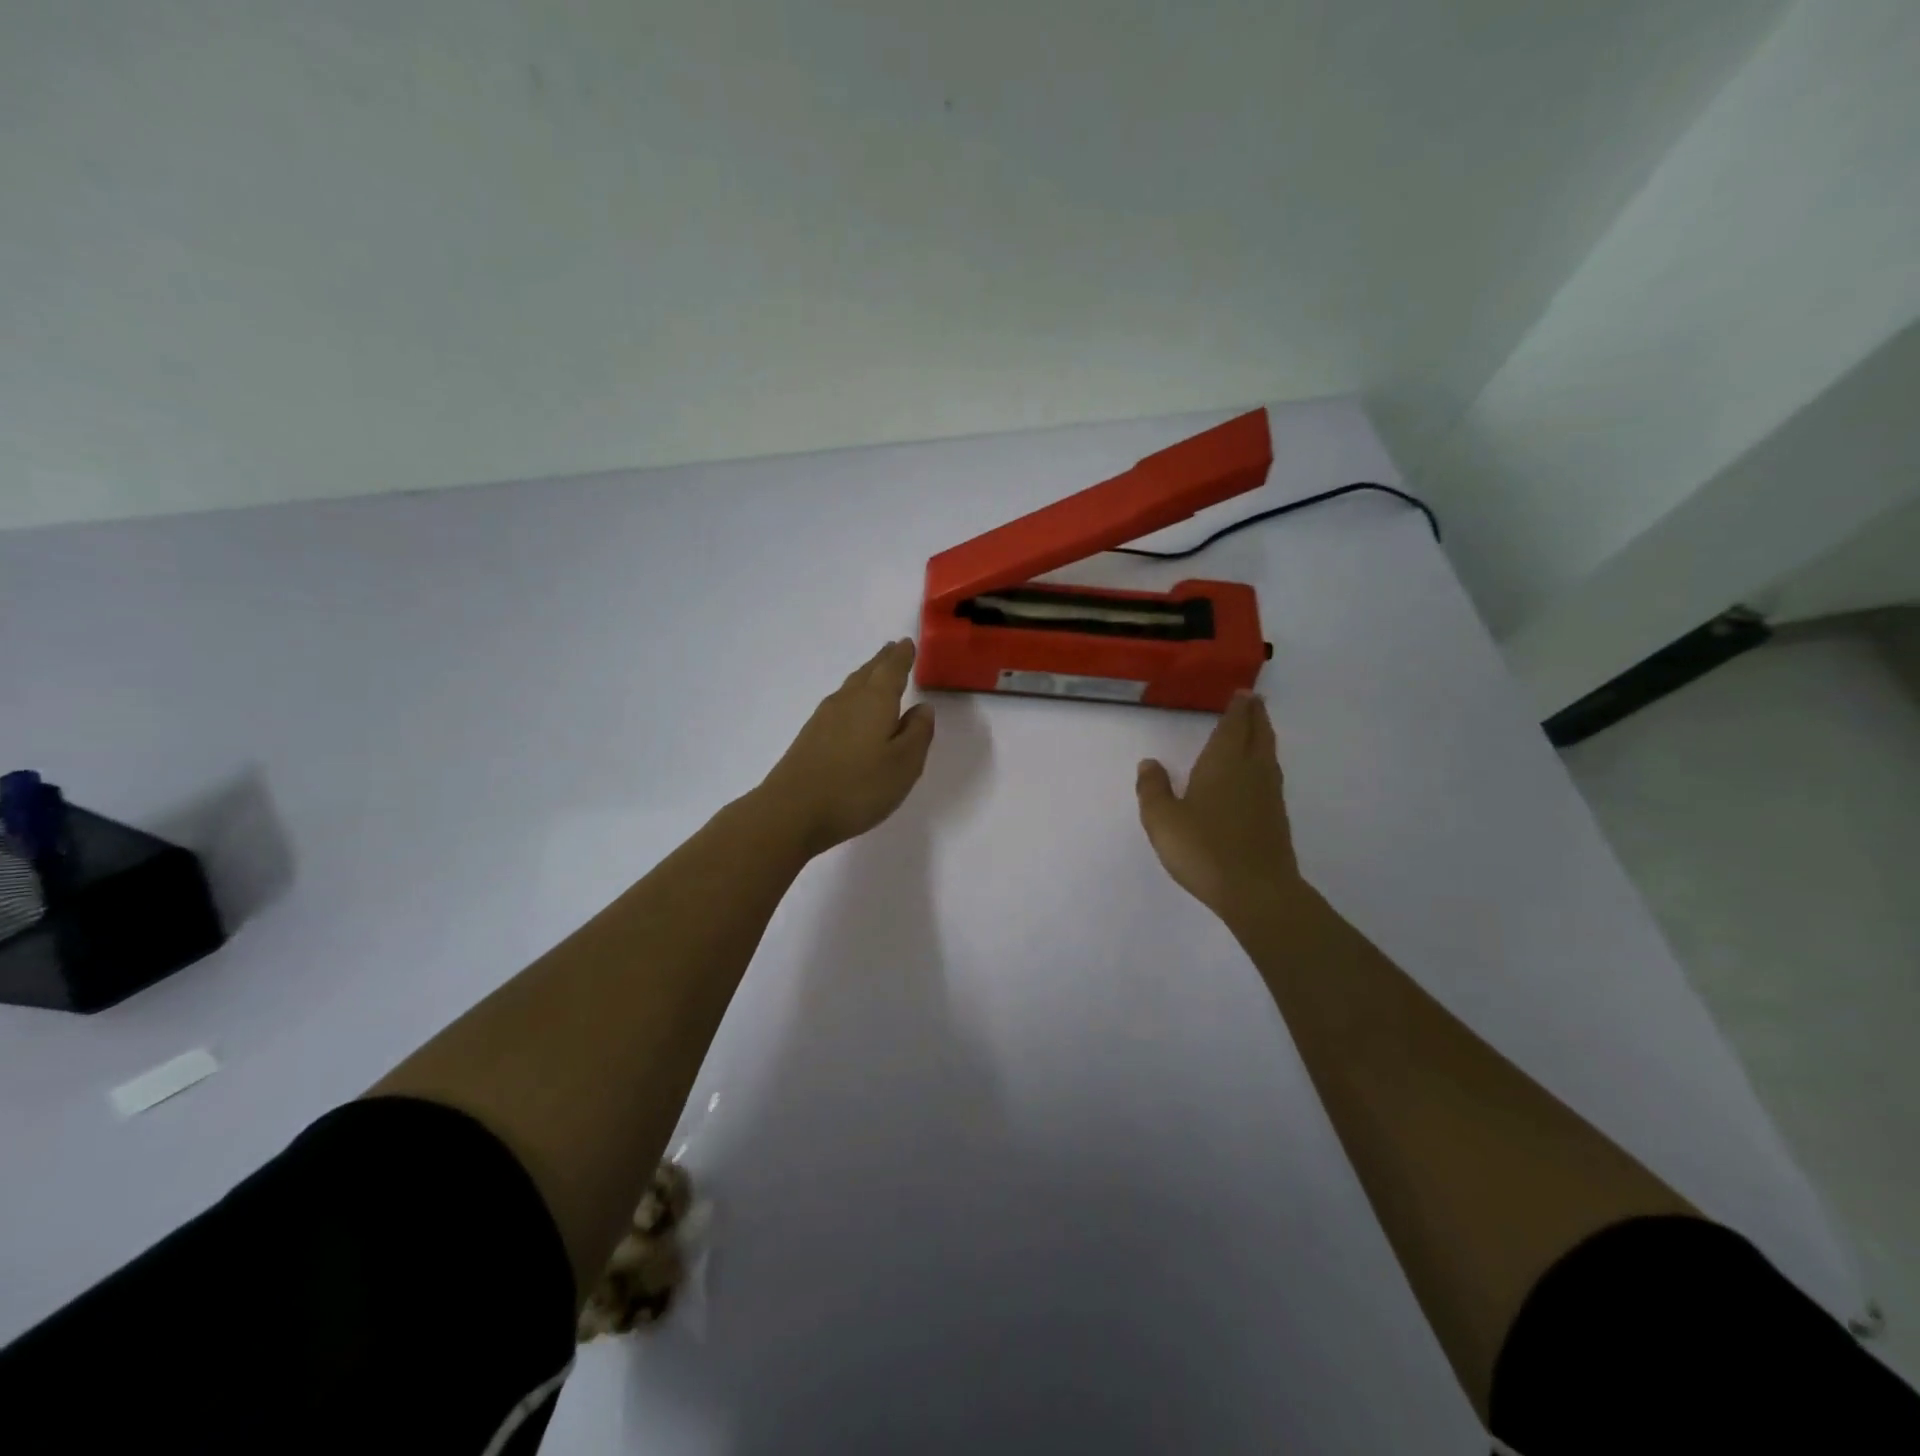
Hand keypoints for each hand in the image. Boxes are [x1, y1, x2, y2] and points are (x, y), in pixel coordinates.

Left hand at [759, 640, 935, 855]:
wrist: (792, 811)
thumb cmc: (857, 787)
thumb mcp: (904, 764)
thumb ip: (917, 733)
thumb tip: (922, 708)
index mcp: (875, 701)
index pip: (892, 669)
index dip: (902, 656)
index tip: (907, 643)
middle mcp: (847, 701)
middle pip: (868, 673)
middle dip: (883, 661)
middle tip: (893, 649)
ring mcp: (824, 719)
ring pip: (851, 688)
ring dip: (866, 678)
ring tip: (876, 674)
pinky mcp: (809, 738)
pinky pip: (838, 706)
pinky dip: (852, 699)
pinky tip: (851, 712)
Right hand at [1136, 692, 1301, 926]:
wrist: (1256, 890)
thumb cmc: (1204, 849)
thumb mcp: (1162, 819)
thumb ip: (1153, 789)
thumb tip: (1150, 763)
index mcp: (1223, 763)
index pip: (1233, 726)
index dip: (1238, 709)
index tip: (1242, 693)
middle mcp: (1250, 771)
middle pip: (1258, 734)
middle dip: (1255, 715)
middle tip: (1254, 701)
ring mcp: (1268, 795)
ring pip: (1268, 754)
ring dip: (1263, 736)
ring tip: (1257, 728)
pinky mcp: (1276, 817)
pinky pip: (1270, 775)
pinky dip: (1264, 762)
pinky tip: (1257, 774)